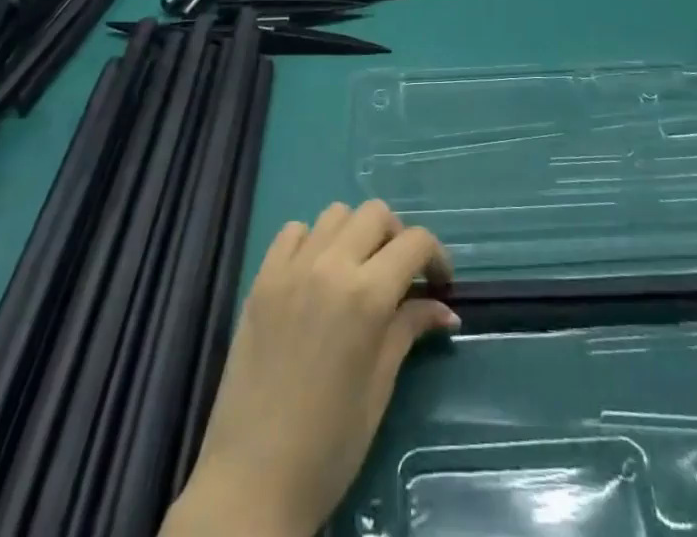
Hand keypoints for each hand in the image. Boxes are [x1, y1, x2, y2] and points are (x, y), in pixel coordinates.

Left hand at [162, 200, 456, 536]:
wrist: (251, 482)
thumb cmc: (329, 446)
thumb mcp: (379, 387)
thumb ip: (409, 330)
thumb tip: (445, 309)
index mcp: (367, 295)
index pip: (415, 242)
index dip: (436, 256)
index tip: (440, 283)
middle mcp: (330, 266)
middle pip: (376, 214)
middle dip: (397, 237)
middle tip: (400, 275)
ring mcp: (291, 268)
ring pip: (335, 214)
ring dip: (355, 234)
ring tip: (357, 271)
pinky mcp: (261, 279)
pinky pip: (293, 232)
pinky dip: (312, 241)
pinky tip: (315, 274)